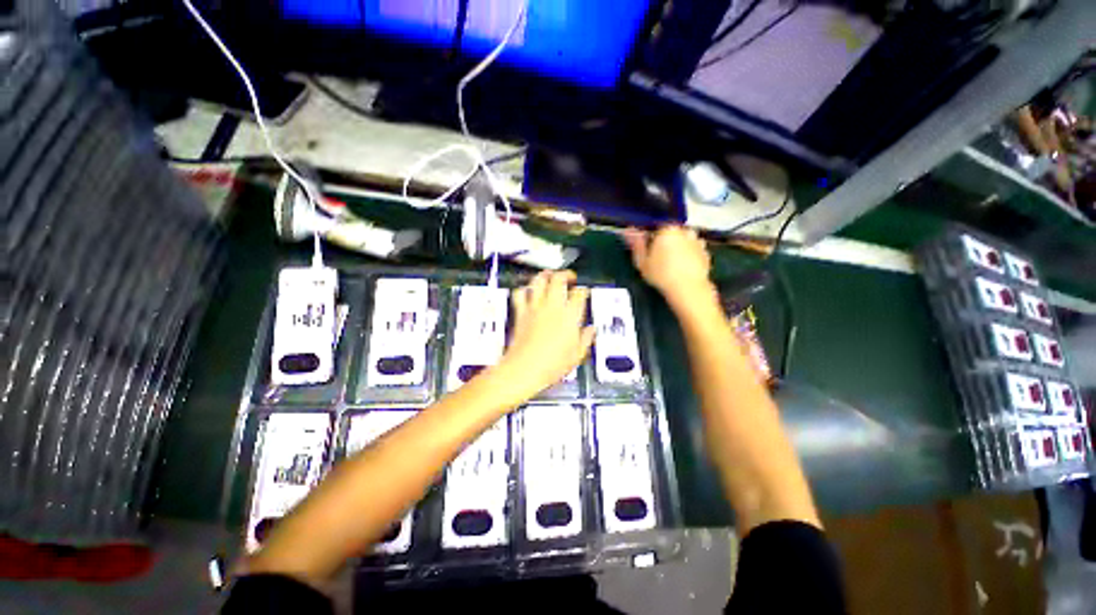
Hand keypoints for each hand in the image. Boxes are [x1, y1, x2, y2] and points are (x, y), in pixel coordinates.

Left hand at [493, 271, 594, 401]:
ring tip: (550, 275)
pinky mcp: (520, 312)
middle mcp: (552, 306)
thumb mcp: (576, 355)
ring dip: (545, 275)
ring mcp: (535, 307)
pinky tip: (529, 291)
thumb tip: (591, 330)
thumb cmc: (553, 365)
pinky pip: (520, 293)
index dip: (583, 290)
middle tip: (570, 278)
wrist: (524, 369)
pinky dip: (525, 289)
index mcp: (570, 316)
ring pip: (539, 280)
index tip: (584, 292)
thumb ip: (585, 339)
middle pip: (559, 279)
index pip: (579, 293)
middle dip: (566, 274)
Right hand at [623, 226, 714, 308]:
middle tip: (657, 260)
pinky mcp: (706, 254)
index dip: (649, 239)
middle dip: (664, 243)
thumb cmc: (661, 274)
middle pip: (671, 234)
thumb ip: (636, 244)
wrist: (688, 289)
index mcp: (667, 229)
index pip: (655, 228)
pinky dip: (688, 257)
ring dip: (677, 249)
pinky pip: (693, 252)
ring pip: (683, 242)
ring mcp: (698, 242)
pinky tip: (681, 269)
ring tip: (670, 265)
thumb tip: (629, 231)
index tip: (646, 251)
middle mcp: (684, 231)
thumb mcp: (642, 261)